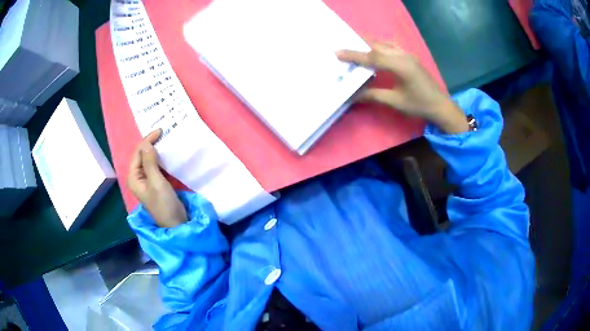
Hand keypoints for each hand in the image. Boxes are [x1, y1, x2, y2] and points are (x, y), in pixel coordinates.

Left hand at [128, 129, 186, 227]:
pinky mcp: (155, 182)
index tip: (161, 131)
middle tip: (165, 133)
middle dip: (152, 143)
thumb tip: (148, 143)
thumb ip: (150, 163)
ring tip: (167, 140)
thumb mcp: (157, 182)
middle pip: (142, 155)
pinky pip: (156, 165)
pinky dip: (161, 158)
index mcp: (133, 177)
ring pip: (149, 159)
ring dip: (157, 150)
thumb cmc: (164, 204)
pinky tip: (168, 153)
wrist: (176, 223)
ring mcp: (146, 180)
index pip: (138, 153)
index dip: (148, 140)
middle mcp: (137, 177)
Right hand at [337, 42, 468, 133]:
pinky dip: (380, 45)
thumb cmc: (419, 105)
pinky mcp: (411, 57)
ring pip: (385, 43)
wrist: (440, 106)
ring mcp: (408, 55)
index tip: (337, 53)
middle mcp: (403, 55)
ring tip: (356, 45)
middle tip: (343, 47)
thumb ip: (373, 95)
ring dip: (370, 43)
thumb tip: (352, 96)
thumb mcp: (395, 102)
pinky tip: (375, 49)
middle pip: (377, 47)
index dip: (354, 55)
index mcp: (399, 65)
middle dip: (359, 46)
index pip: (372, 57)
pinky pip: (392, 46)